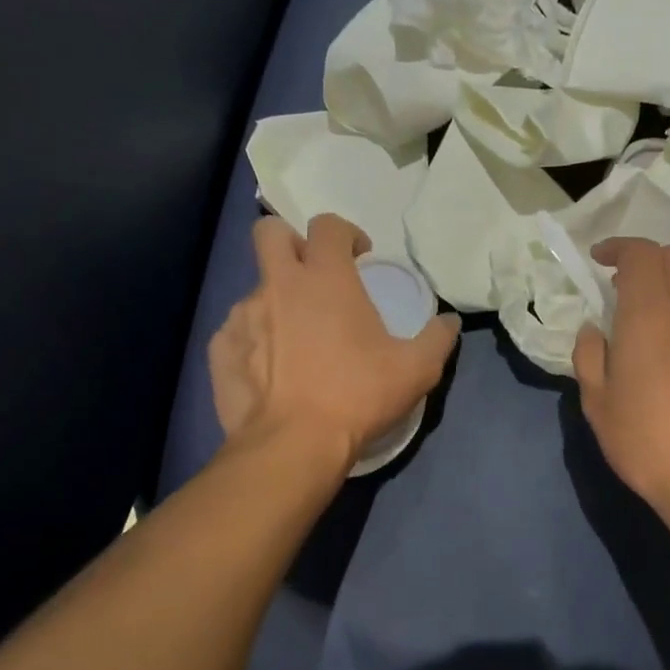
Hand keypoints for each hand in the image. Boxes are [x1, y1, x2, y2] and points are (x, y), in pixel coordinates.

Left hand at [209, 214, 458, 468]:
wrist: (293, 444)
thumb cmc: (359, 396)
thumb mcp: (417, 370)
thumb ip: (438, 338)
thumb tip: (450, 321)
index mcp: (326, 278)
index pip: (327, 225)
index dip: (346, 233)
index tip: (359, 257)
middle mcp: (279, 285)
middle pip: (269, 232)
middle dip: (290, 242)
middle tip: (314, 276)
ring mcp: (243, 315)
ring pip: (256, 288)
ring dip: (277, 301)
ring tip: (297, 340)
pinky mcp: (220, 349)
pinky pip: (237, 331)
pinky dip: (255, 340)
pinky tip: (272, 370)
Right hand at [572, 239, 669, 526]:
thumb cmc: (645, 439)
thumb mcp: (598, 402)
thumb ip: (589, 356)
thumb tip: (594, 329)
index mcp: (649, 313)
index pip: (641, 254)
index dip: (618, 248)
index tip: (598, 259)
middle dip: (644, 258)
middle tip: (618, 282)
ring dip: (669, 278)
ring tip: (645, 305)